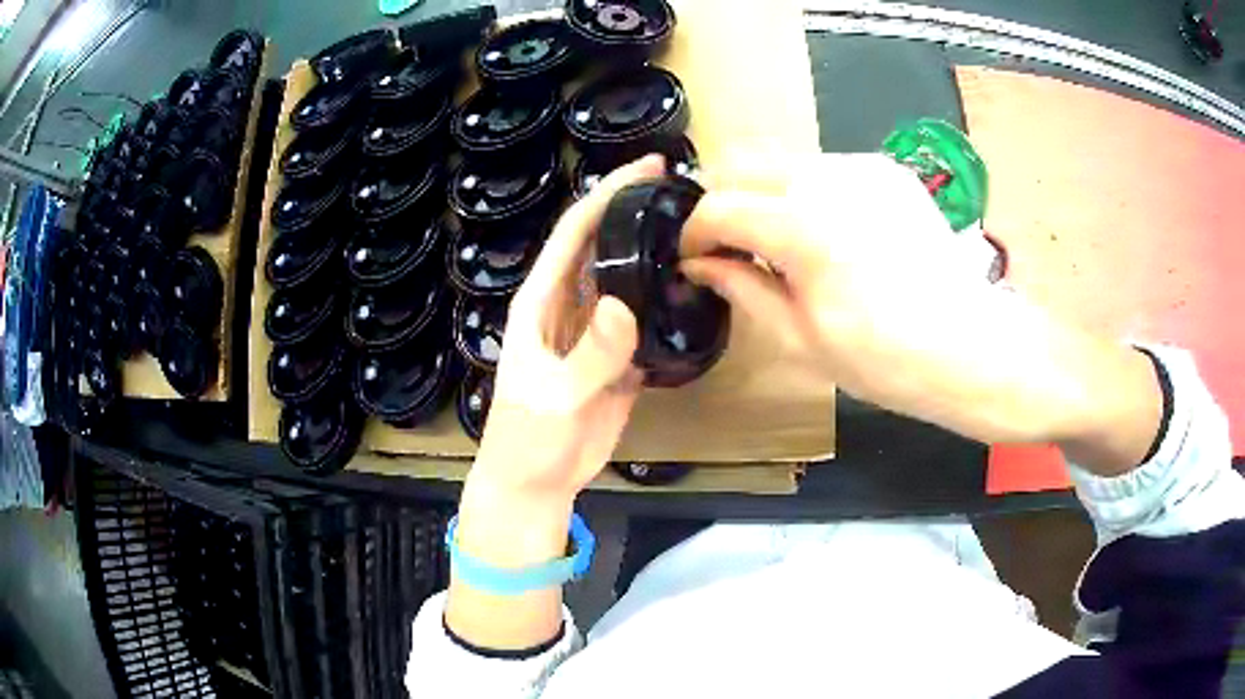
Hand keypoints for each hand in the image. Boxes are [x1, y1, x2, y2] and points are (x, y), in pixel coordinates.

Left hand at [468, 156, 664, 503]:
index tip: (647, 169)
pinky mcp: (616, 358)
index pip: (573, 233)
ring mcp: (594, 331)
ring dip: (653, 254)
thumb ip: (590, 355)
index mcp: (541, 301)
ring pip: (624, 279)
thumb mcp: (554, 398)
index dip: (607, 196)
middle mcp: (567, 305)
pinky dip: (664, 301)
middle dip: (635, 213)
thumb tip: (625, 306)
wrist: (536, 480)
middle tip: (684, 191)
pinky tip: (692, 288)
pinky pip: (642, 319)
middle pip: (602, 246)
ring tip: (696, 230)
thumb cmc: (528, 438)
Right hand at [680, 152, 1160, 464]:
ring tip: (776, 242)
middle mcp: (828, 178)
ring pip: (782, 160)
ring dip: (763, 193)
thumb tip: (699, 264)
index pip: (718, 207)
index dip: (694, 233)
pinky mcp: (885, 170)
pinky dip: (804, 192)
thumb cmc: (887, 361)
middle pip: (742, 161)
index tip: (692, 258)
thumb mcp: (802, 338)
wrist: (972, 346)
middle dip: (721, 199)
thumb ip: (743, 287)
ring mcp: (861, 167)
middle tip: (725, 244)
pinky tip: (824, 233)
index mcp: (803, 227)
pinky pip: (823, 168)